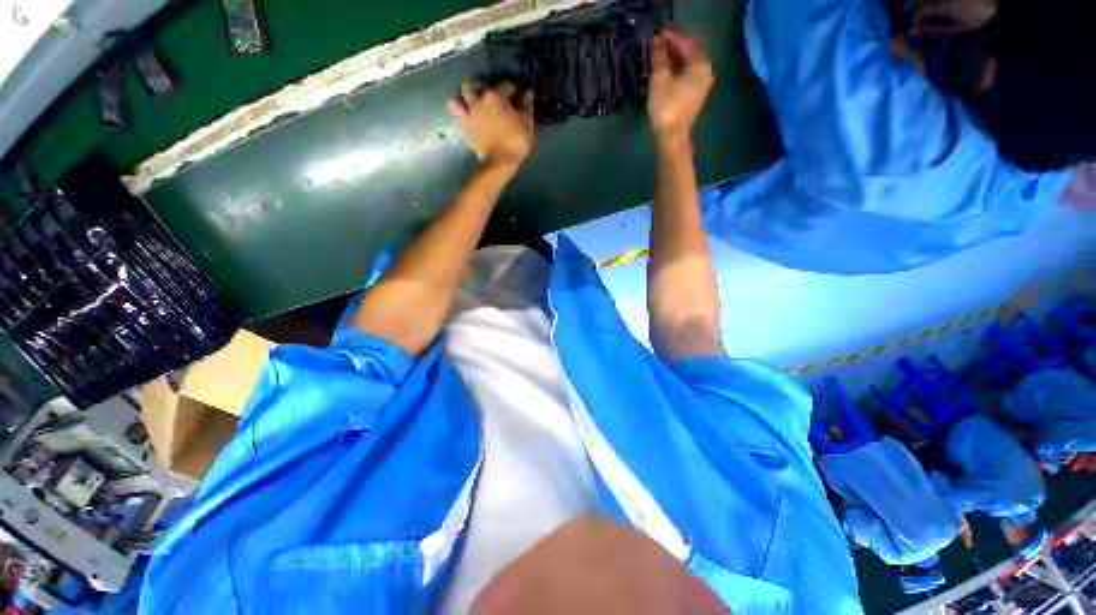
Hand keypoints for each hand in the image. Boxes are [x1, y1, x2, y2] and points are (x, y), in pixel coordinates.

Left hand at [448, 80, 534, 169]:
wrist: (500, 161)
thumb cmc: (516, 140)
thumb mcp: (526, 123)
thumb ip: (526, 106)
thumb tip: (528, 92)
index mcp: (495, 96)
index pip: (504, 86)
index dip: (511, 91)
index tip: (515, 97)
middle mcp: (478, 101)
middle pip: (471, 86)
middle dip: (477, 86)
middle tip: (484, 93)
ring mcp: (469, 115)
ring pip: (456, 101)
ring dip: (461, 99)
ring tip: (468, 103)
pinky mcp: (465, 130)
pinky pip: (458, 119)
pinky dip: (461, 117)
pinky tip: (468, 119)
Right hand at [648, 29, 713, 148]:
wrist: (672, 137)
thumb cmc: (666, 107)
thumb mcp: (660, 80)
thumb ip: (659, 58)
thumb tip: (657, 42)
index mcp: (700, 64)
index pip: (686, 42)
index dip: (671, 36)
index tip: (658, 32)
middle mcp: (706, 70)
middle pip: (691, 50)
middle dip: (676, 44)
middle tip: (659, 41)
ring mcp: (702, 83)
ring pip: (690, 62)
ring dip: (676, 56)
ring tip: (661, 54)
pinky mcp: (695, 94)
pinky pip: (688, 73)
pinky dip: (678, 67)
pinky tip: (667, 69)